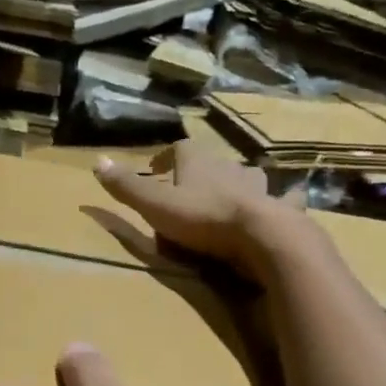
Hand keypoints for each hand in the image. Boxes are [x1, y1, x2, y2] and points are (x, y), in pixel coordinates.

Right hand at [93, 140, 305, 275]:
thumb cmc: (203, 218)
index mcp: (198, 162)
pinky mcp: (281, 208)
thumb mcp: (155, 205)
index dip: (166, 158)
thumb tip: (96, 161)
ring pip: (247, 177)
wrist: (261, 236)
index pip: (179, 149)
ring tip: (230, 197)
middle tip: (190, 190)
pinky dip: (286, 199)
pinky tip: (290, 201)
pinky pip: (287, 198)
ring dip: (238, 184)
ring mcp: (259, 186)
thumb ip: (126, 187)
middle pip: (212, 163)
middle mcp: (230, 166)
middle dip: (201, 173)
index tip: (157, 170)